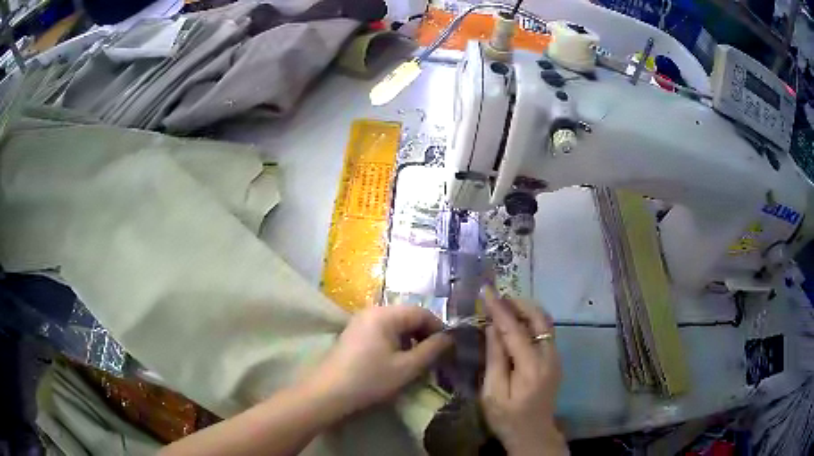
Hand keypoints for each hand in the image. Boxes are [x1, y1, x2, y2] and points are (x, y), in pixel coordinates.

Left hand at [306, 305, 452, 414]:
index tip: (448, 348)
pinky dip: (395, 342)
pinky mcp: (354, 334)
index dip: (438, 328)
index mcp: (385, 314)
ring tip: (417, 361)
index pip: (421, 312)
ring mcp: (360, 322)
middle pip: (408, 316)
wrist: (328, 393)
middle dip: (424, 334)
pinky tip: (396, 361)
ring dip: (410, 340)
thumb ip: (432, 350)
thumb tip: (449, 338)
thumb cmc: (369, 379)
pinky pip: (382, 331)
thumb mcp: (406, 368)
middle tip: (435, 356)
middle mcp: (372, 311)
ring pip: (396, 325)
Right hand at [480, 287, 565, 455]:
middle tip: (498, 296)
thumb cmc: (507, 419)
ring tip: (505, 305)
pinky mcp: (555, 361)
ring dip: (526, 310)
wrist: (534, 434)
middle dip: (519, 303)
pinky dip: (531, 322)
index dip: (499, 309)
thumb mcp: (492, 394)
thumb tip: (492, 329)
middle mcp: (549, 357)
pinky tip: (516, 324)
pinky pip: (545, 332)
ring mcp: (555, 358)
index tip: (486, 290)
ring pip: (545, 323)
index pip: (514, 330)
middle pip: (539, 319)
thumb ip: (495, 360)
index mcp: (531, 367)